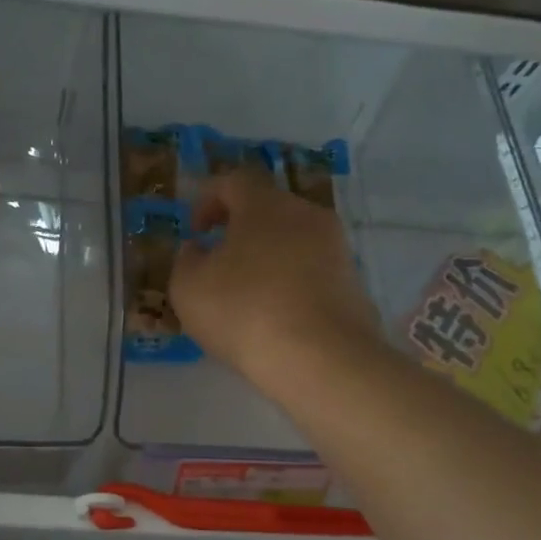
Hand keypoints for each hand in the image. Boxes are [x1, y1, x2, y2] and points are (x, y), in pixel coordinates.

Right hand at [170, 169, 383, 388]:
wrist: (322, 359)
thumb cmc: (244, 312)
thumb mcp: (188, 289)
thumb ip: (186, 261)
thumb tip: (198, 249)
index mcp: (265, 205)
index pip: (235, 180)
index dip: (209, 199)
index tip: (196, 231)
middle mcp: (307, 216)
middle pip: (269, 209)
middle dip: (241, 230)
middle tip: (220, 264)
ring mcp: (337, 249)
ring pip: (294, 242)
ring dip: (269, 259)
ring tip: (248, 296)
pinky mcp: (354, 284)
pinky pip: (313, 272)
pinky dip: (292, 285)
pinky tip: (277, 317)